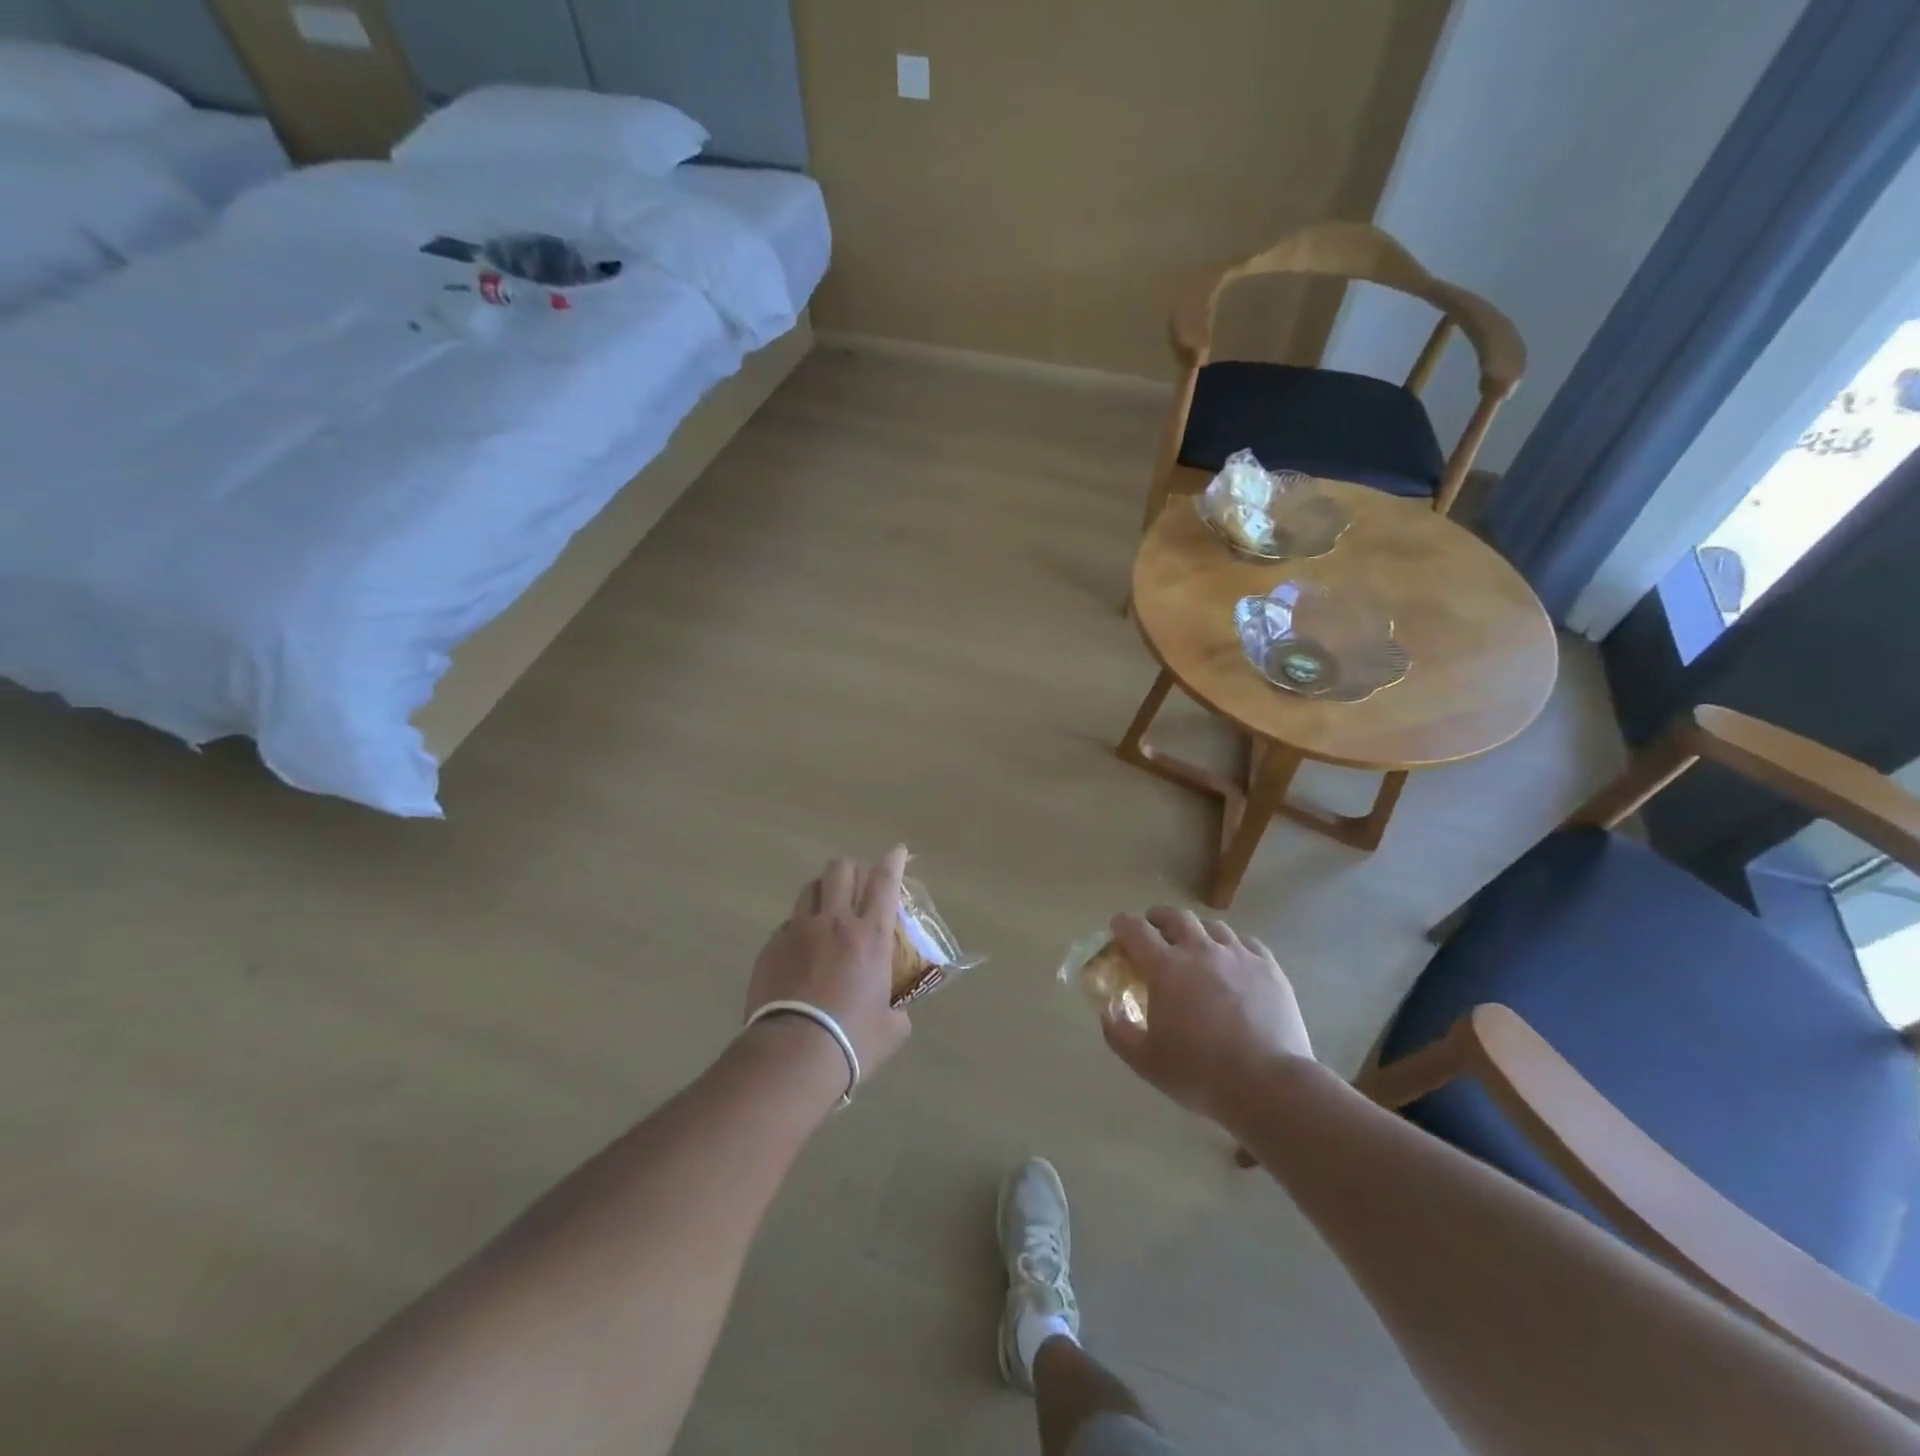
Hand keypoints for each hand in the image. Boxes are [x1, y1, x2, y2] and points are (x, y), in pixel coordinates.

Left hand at [746, 847, 913, 1084]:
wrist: (792, 1055)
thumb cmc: (852, 1042)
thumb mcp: (891, 1029)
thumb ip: (897, 1010)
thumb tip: (895, 1011)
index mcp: (872, 936)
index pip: (885, 882)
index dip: (893, 861)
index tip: (897, 851)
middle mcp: (835, 922)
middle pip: (841, 870)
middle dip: (851, 870)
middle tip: (856, 886)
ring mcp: (798, 931)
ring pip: (809, 888)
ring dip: (822, 891)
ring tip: (826, 908)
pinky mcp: (771, 947)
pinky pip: (787, 923)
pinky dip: (798, 927)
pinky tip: (800, 949)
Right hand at [1100, 908, 1314, 1124]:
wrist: (1268, 1085)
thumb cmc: (1200, 1073)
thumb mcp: (1146, 1061)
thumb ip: (1119, 1033)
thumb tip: (1108, 1012)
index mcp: (1166, 967)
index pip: (1136, 929)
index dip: (1123, 924)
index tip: (1118, 929)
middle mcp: (1200, 950)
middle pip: (1175, 917)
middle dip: (1158, 918)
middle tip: (1154, 931)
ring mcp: (1238, 955)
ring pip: (1212, 926)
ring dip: (1196, 931)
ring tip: (1195, 946)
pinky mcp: (1269, 968)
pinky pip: (1246, 943)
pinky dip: (1232, 945)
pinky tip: (1233, 961)